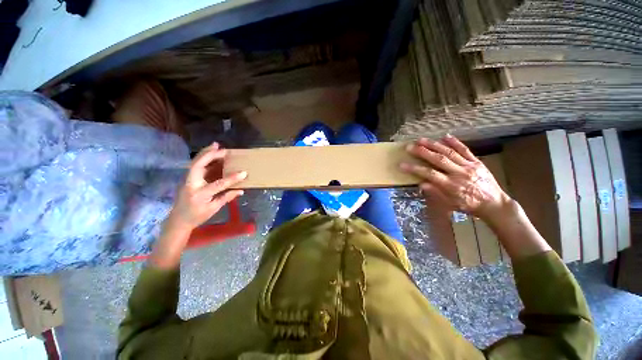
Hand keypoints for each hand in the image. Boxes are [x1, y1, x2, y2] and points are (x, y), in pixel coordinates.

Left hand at [150, 142, 245, 268]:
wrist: (178, 220)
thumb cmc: (197, 216)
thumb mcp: (213, 209)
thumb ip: (226, 198)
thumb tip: (241, 190)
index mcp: (200, 194)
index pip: (218, 184)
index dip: (232, 179)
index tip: (243, 173)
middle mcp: (191, 184)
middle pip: (198, 165)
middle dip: (211, 155)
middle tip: (223, 149)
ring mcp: (187, 180)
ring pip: (195, 162)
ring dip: (206, 153)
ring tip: (216, 145)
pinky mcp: (187, 178)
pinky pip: (196, 165)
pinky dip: (204, 157)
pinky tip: (210, 153)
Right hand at [400, 135, 510, 220]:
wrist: (494, 204)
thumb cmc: (469, 205)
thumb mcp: (451, 204)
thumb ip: (436, 193)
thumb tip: (421, 184)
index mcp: (451, 185)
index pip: (429, 174)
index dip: (414, 168)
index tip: (402, 164)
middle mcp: (459, 173)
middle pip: (438, 159)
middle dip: (422, 152)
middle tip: (410, 146)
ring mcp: (469, 166)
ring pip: (449, 152)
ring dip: (434, 145)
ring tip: (421, 140)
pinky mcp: (477, 162)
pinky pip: (465, 150)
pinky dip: (455, 142)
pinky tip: (445, 136)